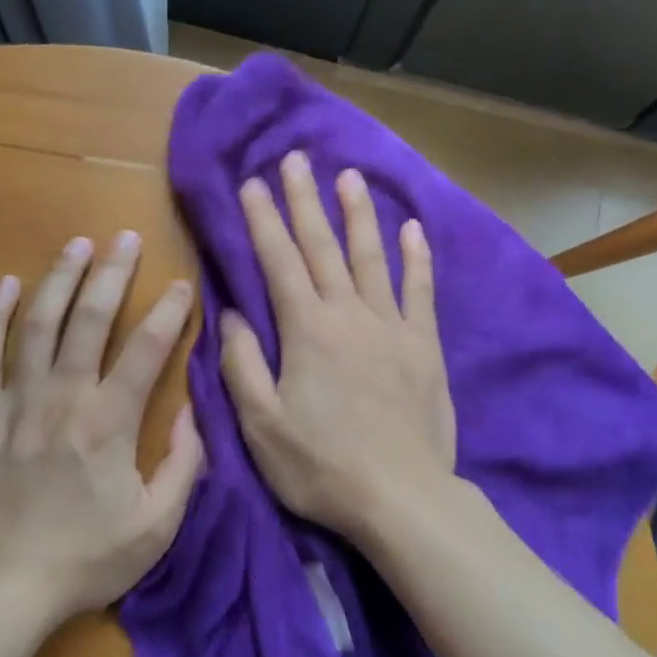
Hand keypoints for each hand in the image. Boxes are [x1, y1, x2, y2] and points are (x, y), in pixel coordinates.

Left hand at [0, 232, 203, 618]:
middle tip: (126, 237)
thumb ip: (184, 465)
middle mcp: (63, 397)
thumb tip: (194, 413)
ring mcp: (15, 401)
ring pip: (38, 324)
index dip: (169, 312)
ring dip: (59, 279)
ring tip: (77, 244)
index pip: (147, 350)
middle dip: (112, 274)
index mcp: (109, 422)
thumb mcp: (156, 526)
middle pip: (89, 320)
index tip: (182, 284)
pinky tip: (6, 285)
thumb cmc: (84, 559)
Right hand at [219, 152, 456, 545]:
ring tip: (349, 176)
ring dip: (358, 214)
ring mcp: (392, 326)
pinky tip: (414, 228)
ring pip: (372, 257)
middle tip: (295, 160)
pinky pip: (421, 290)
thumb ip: (242, 364)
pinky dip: (417, 257)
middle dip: (305, 200)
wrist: (401, 496)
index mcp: (306, 330)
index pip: (279, 261)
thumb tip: (231, 313)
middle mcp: (349, 314)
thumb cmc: (321, 466)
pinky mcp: (424, 345)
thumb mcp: (261, 424)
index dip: (263, 220)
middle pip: (323, 247)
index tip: (251, 183)